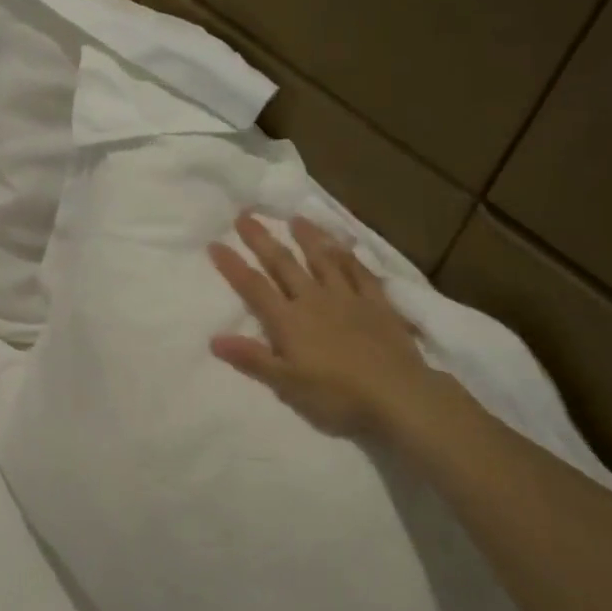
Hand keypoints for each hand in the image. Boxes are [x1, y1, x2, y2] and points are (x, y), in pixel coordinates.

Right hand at [209, 212, 443, 438]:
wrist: (397, 394)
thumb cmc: (336, 395)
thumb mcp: (287, 383)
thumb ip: (252, 358)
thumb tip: (214, 338)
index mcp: (289, 320)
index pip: (254, 287)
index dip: (233, 265)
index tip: (215, 242)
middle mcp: (314, 300)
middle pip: (283, 264)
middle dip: (262, 240)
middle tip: (246, 215)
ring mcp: (348, 298)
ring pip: (323, 260)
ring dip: (308, 238)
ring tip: (296, 218)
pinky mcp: (378, 303)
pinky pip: (360, 273)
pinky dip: (349, 257)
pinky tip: (344, 246)